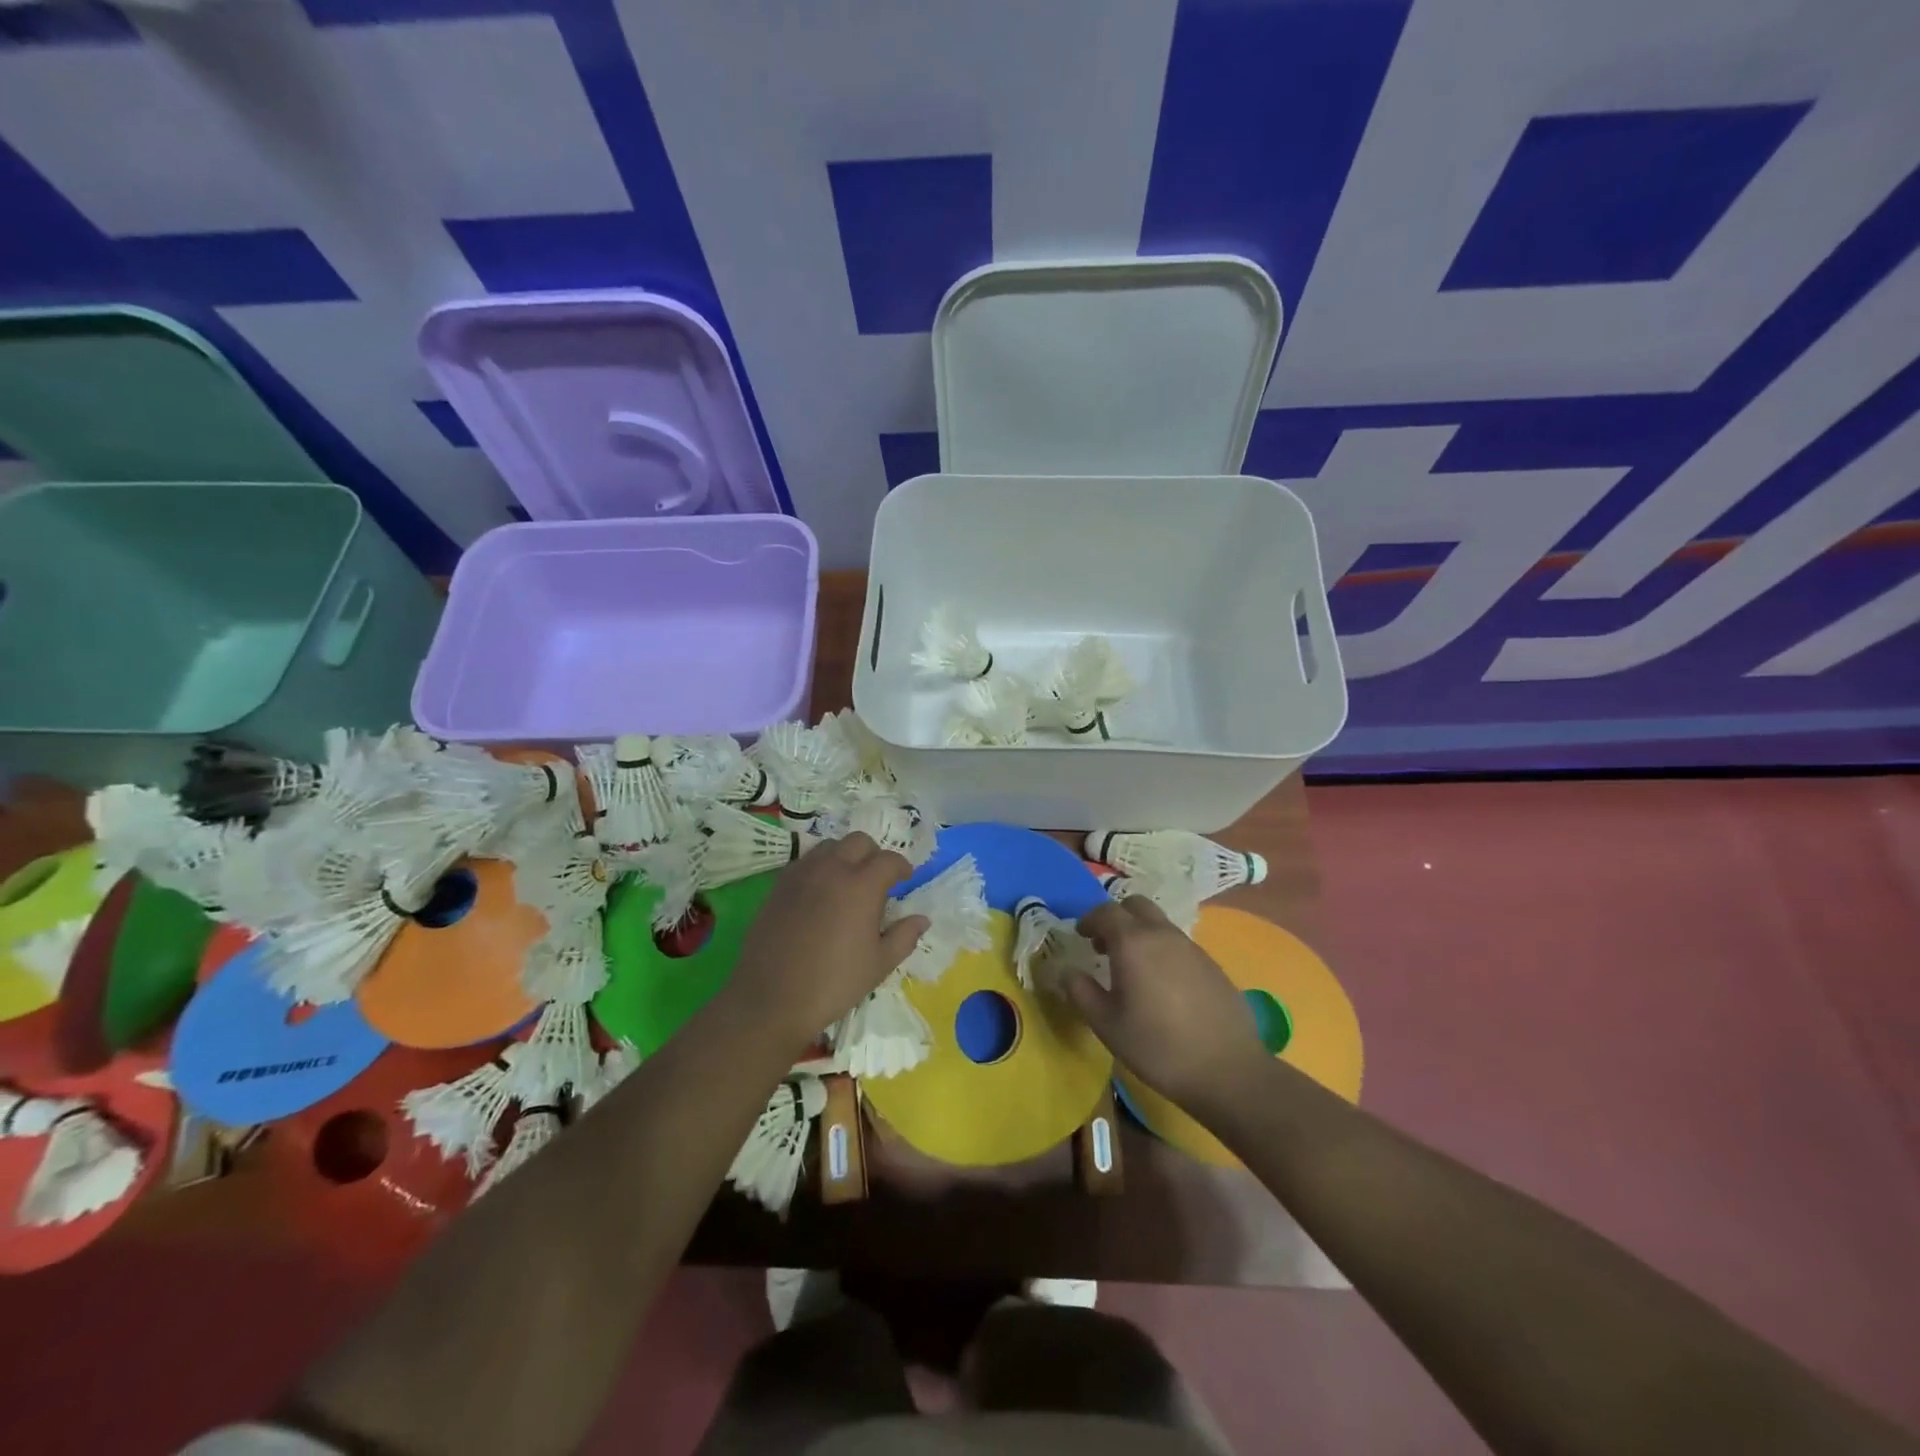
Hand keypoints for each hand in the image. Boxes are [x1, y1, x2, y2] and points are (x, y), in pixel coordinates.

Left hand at [727, 832, 927, 1047]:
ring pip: (829, 846)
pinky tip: (820, 893)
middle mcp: (832, 869)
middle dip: (874, 854)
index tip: (905, 879)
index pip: (889, 860)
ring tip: (848, 882)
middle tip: (878, 879)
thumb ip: (904, 936)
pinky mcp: (779, 886)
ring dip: (845, 856)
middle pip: (858, 842)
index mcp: (861, 885)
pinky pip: (805, 862)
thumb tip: (921, 918)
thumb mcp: (879, 965)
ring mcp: (801, 874)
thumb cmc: (833, 983)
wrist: (771, 999)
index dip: (902, 867)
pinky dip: (819, 867)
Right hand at [1066, 897, 1268, 1112]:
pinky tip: (1162, 985)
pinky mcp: (1212, 964)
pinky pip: (1179, 944)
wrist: (1227, 1070)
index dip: (1089, 920)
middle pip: (1136, 905)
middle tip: (1105, 945)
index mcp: (1133, 943)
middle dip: (1116, 917)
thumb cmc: (1157, 1047)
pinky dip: (1162, 950)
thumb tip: (1066, 971)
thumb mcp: (1107, 1025)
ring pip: (1159, 923)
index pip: (1105, 912)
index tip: (1081, 936)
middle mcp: (1162, 934)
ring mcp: (1192, 947)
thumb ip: (1081, 992)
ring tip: (1132, 968)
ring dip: (1140, 933)